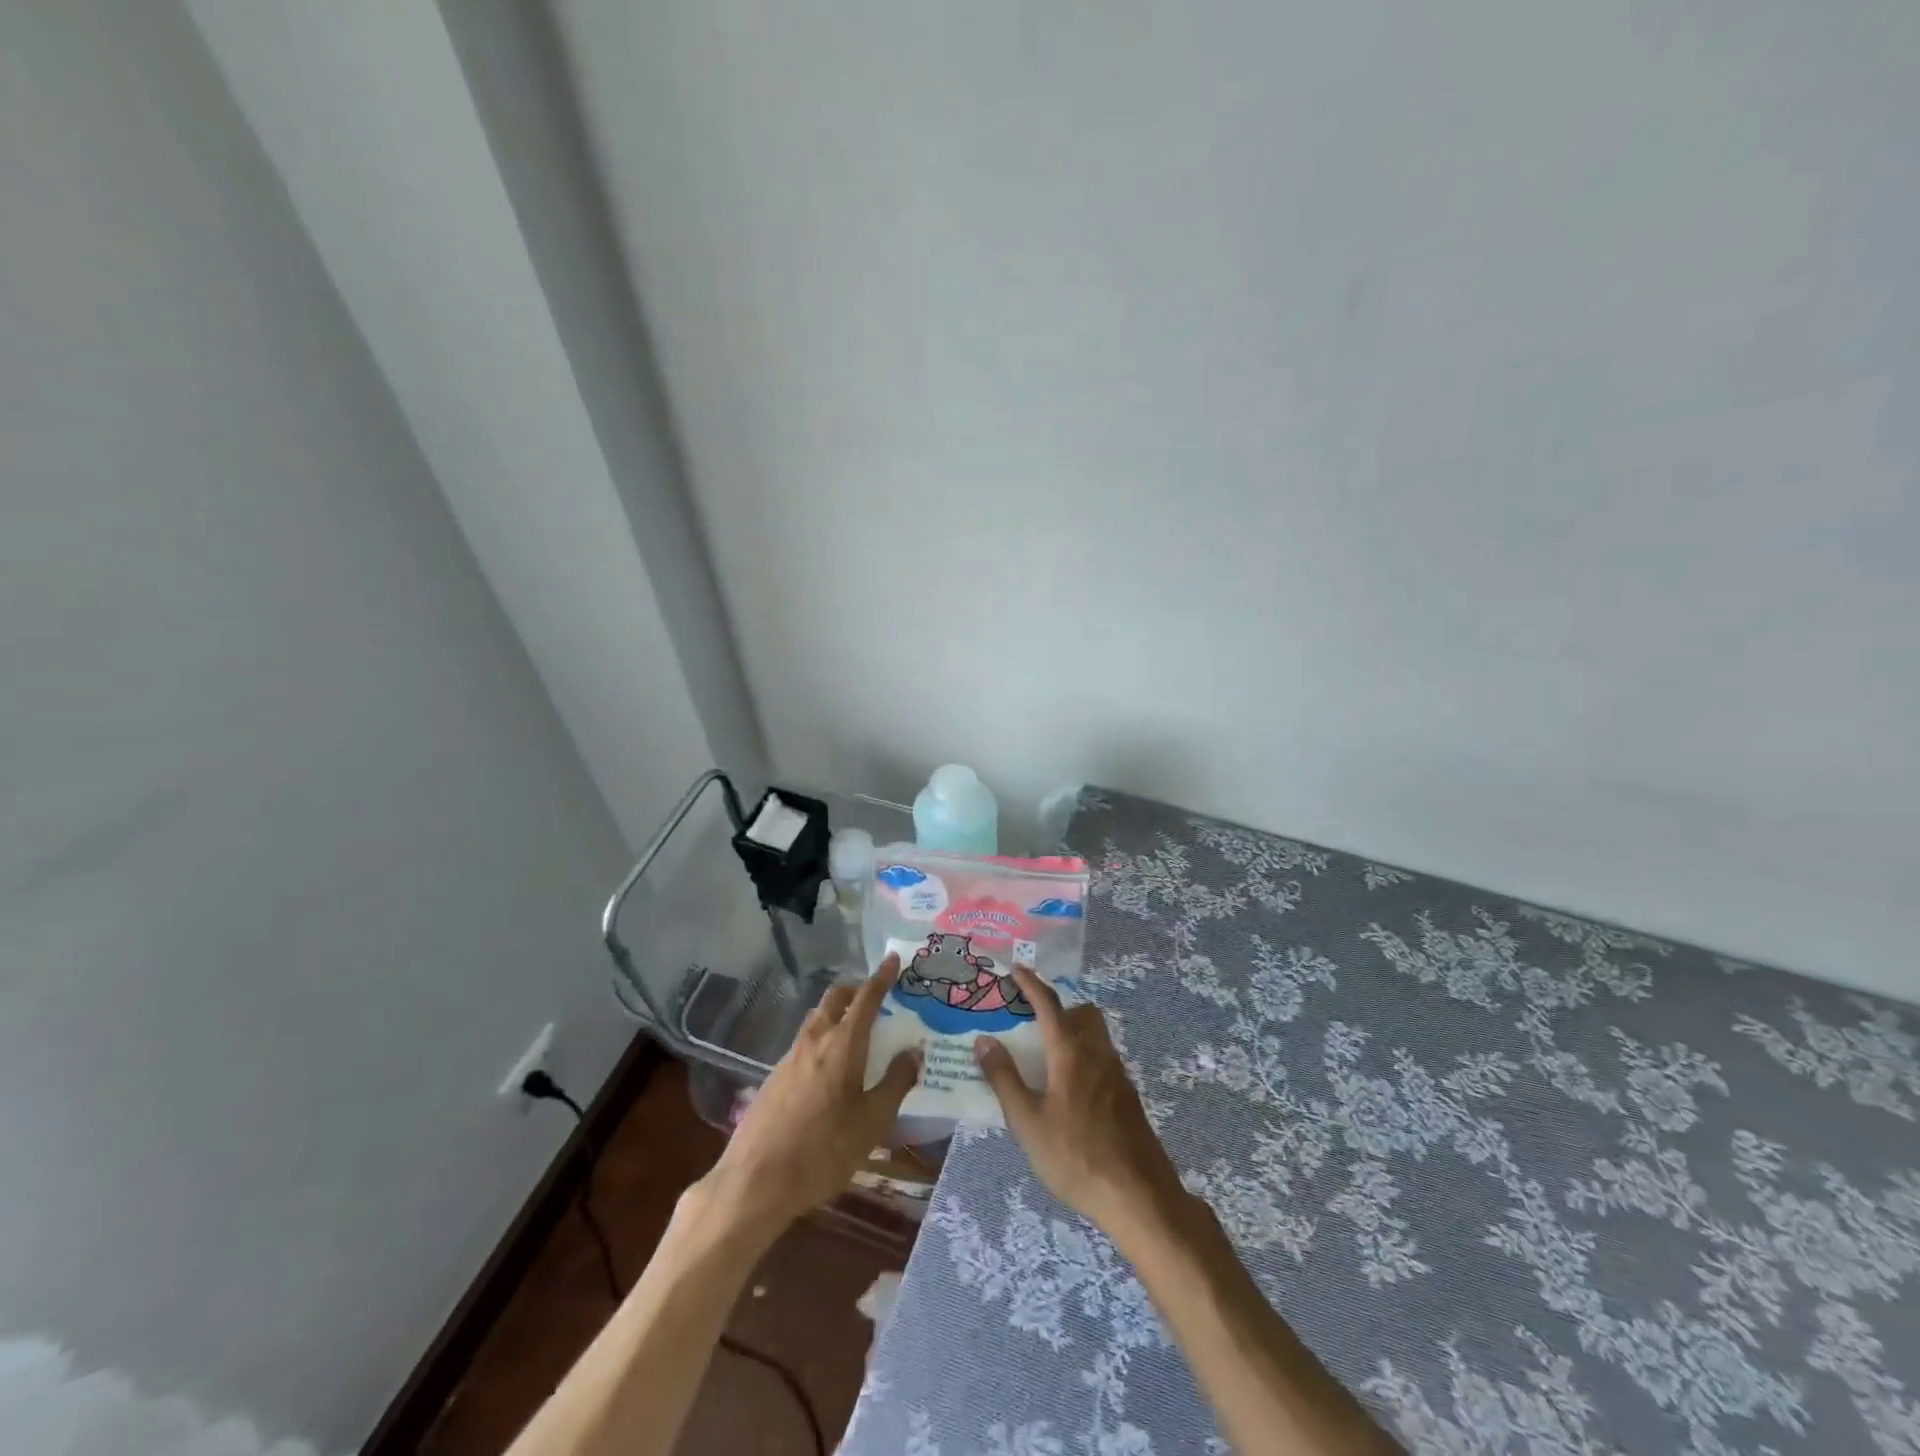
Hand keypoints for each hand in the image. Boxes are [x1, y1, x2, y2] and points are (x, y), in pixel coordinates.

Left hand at [699, 954, 920, 1238]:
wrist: (755, 1182)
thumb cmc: (823, 1151)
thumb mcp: (872, 1121)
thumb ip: (896, 1082)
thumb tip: (914, 1051)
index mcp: (842, 1044)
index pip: (866, 998)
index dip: (882, 977)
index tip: (893, 958)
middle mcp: (814, 1040)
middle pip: (834, 999)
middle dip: (856, 990)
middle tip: (876, 997)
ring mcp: (789, 1058)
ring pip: (817, 1020)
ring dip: (837, 1014)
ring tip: (856, 1032)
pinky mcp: (774, 1078)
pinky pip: (804, 1044)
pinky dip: (823, 1039)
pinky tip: (830, 1069)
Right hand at [973, 965, 1183, 1236]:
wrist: (1138, 1195)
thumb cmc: (1075, 1156)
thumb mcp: (1027, 1122)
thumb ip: (1004, 1079)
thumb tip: (984, 1040)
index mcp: (1070, 1052)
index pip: (1049, 1004)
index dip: (1031, 983)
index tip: (1015, 968)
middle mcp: (1097, 1053)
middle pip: (1081, 1012)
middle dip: (1058, 1006)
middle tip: (1032, 1019)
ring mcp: (1117, 1074)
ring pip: (1095, 1035)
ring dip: (1072, 1030)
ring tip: (1046, 1054)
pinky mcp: (1127, 1096)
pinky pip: (1103, 1058)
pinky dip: (1083, 1055)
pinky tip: (1069, 1088)